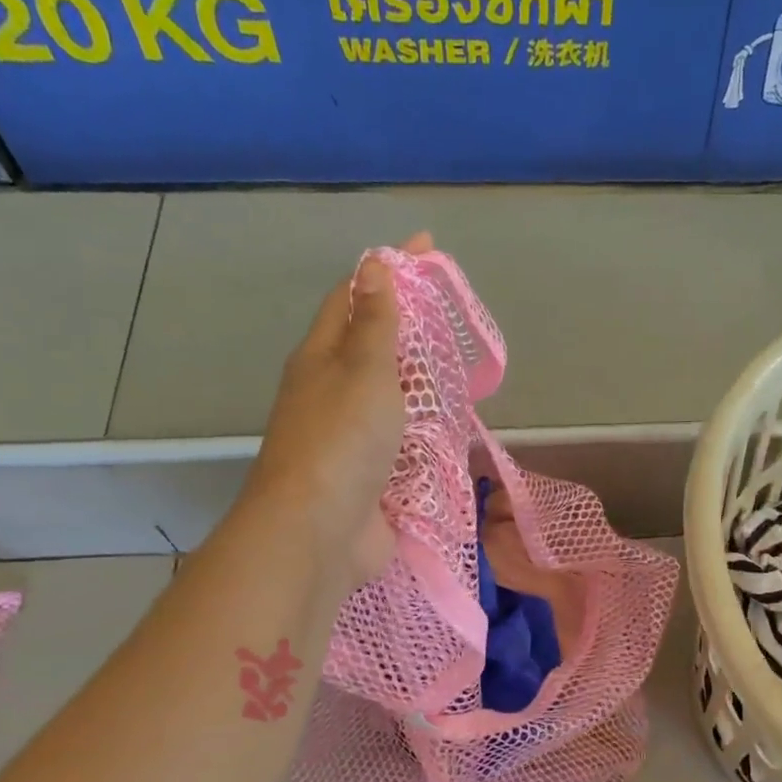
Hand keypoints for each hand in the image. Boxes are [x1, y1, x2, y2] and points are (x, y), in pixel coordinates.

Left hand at [241, 232, 432, 587]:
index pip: (352, 297)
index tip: (426, 248)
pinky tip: (454, 432)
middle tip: (453, 317)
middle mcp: (330, 395)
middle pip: (370, 349)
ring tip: (461, 372)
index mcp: (321, 359)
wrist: (319, 533)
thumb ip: (376, 324)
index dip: (386, 269)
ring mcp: (349, 441)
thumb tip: (373, 265)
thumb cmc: (341, 441)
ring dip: (420, 386)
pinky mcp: (371, 479)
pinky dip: (427, 435)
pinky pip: (404, 446)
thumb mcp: (364, 371)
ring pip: (389, 401)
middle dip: (408, 329)